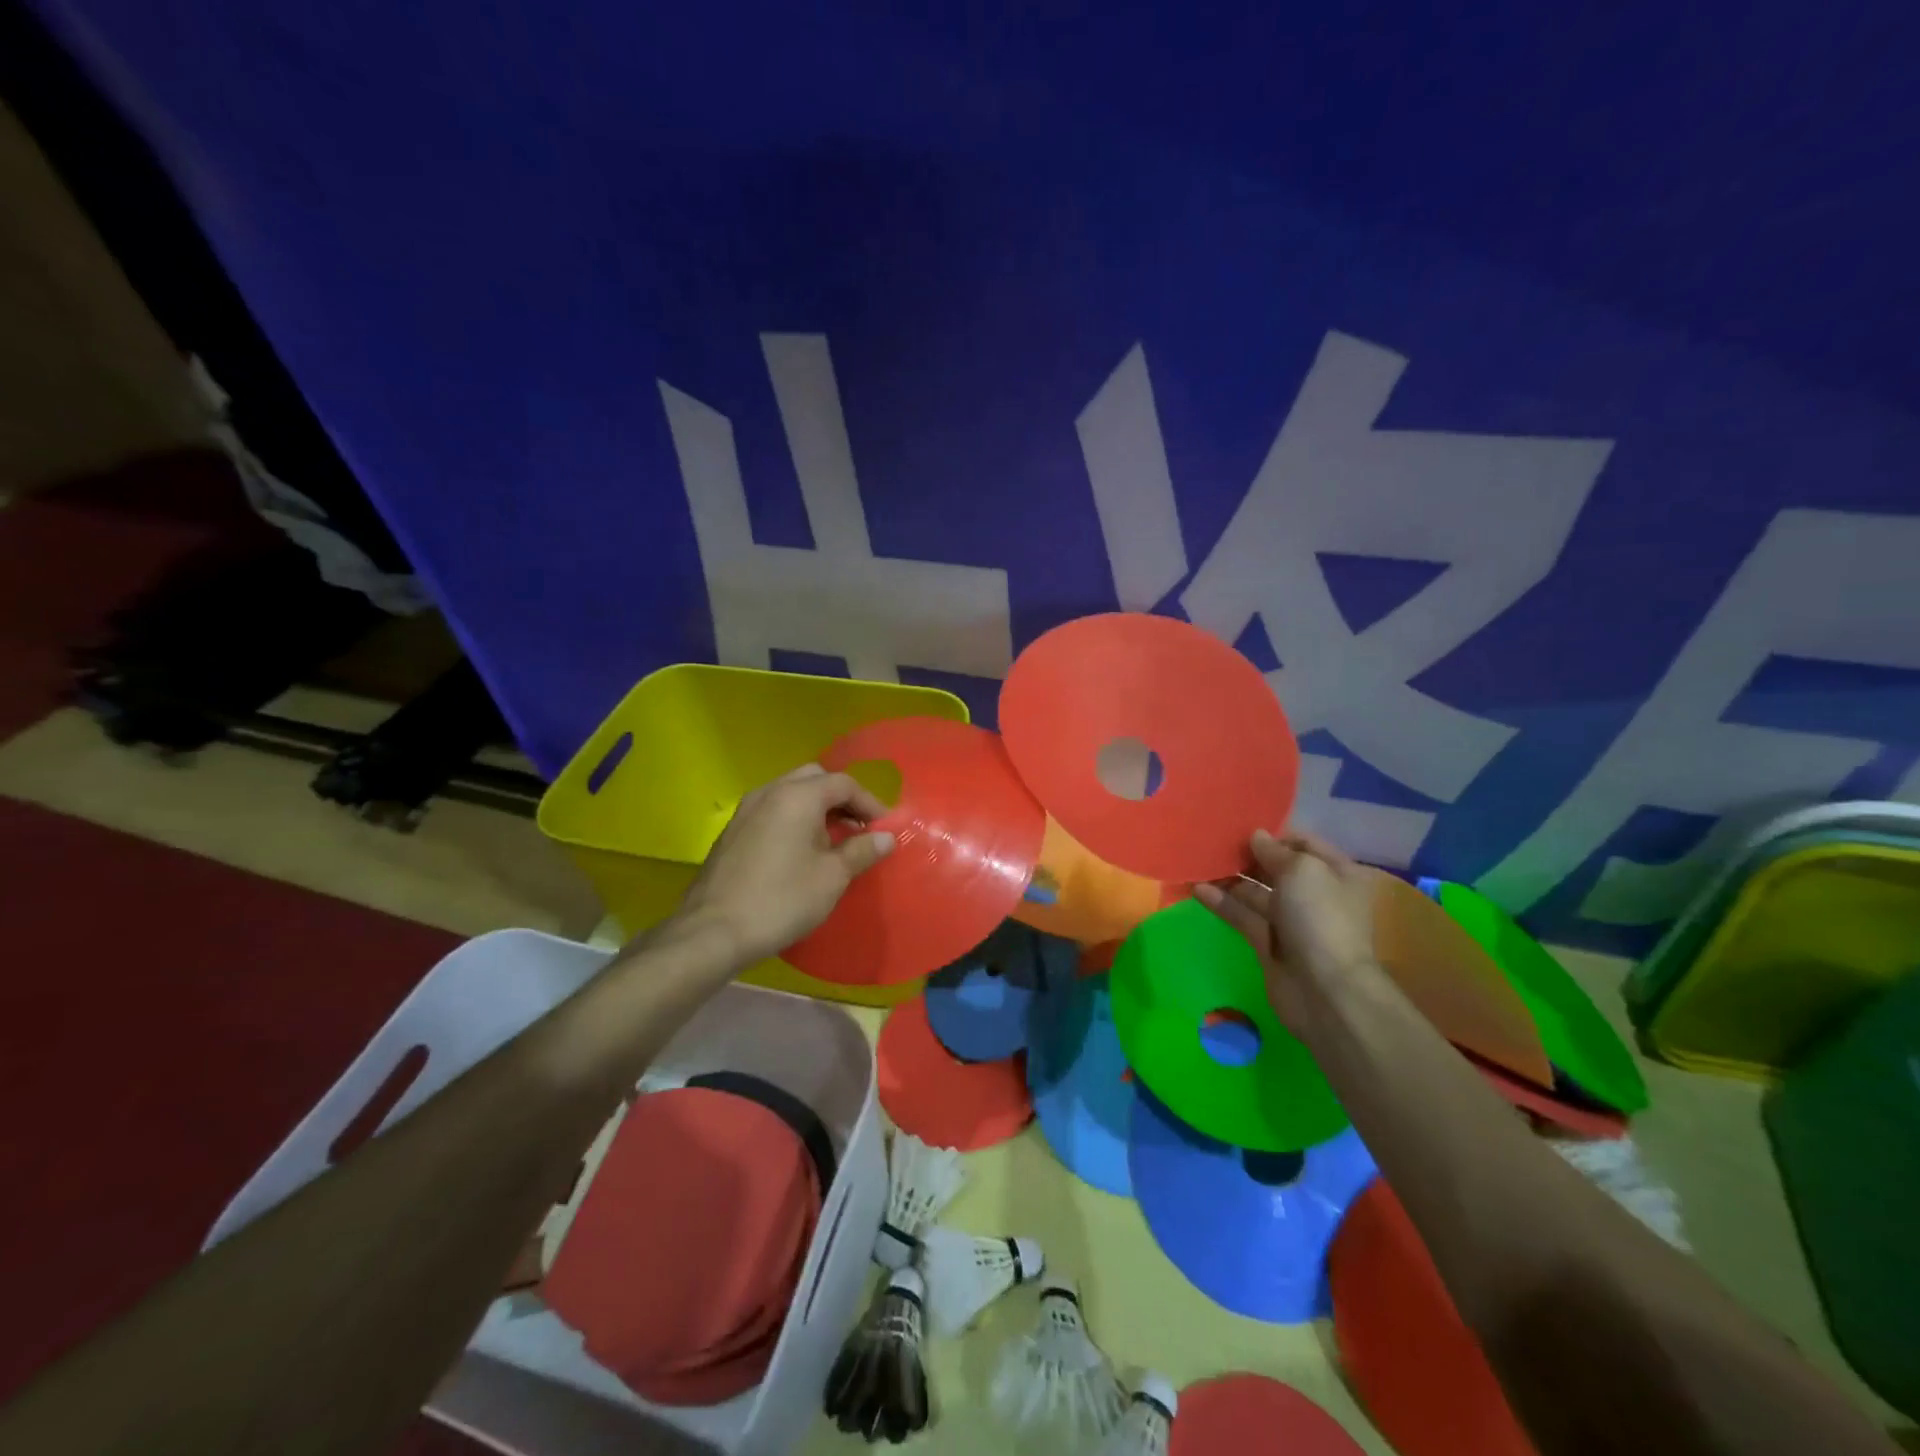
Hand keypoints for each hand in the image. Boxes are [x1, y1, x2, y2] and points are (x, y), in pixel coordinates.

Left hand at [678, 764, 894, 965]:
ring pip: (790, 792)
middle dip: (841, 799)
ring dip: (816, 808)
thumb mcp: (832, 877)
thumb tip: (885, 838)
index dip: (870, 803)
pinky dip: (793, 818)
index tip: (884, 829)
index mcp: (798, 796)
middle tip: (859, 828)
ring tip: (833, 840)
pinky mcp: (732, 830)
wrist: (713, 931)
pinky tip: (800, 850)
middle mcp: (770, 792)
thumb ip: (862, 851)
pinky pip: (772, 810)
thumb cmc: (781, 900)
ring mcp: (746, 809)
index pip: (844, 784)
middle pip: (815, 778)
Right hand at [1194, 829, 1376, 1033]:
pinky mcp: (1268, 943)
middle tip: (1212, 841)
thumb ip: (1274, 851)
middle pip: (1276, 867)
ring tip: (1198, 862)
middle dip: (1247, 855)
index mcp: (1335, 872)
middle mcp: (1315, 894)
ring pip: (1255, 892)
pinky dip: (1221, 902)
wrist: (1325, 990)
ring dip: (1229, 877)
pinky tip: (1197, 889)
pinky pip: (1242, 916)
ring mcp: (1291, 921)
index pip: (1302, 843)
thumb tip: (1256, 837)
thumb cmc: (1319, 918)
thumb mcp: (1301, 870)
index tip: (1240, 826)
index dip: (1273, 834)